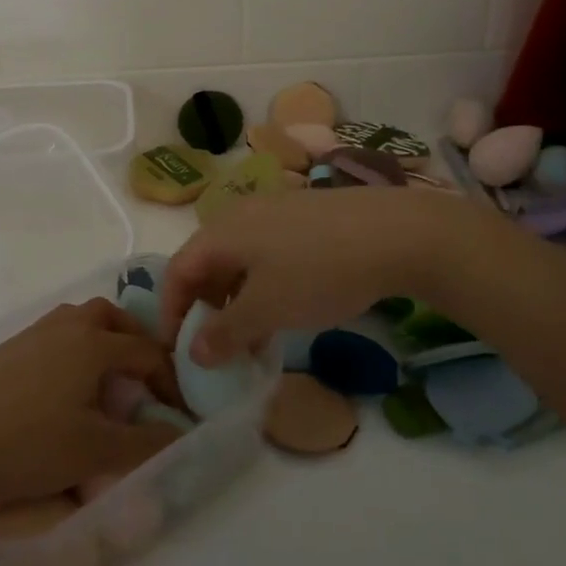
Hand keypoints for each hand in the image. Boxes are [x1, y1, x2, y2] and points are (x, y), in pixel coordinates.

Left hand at [0, 299, 183, 508]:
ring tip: (107, 381)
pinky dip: (75, 349)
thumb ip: (145, 444)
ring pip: (81, 320)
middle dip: (136, 342)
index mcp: (94, 343)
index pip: (147, 351)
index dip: (169, 381)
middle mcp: (67, 325)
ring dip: (103, 341)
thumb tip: (181, 435)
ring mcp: (34, 332)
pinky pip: (56, 334)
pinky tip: (65, 388)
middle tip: (144, 379)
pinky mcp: (10, 348)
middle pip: (113, 317)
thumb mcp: (95, 451)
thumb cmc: (28, 444)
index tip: (177, 413)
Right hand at [161, 188, 474, 364]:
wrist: (394, 232)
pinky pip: (265, 254)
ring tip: (253, 339)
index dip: (171, 312)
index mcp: (221, 231)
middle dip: (205, 309)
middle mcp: (239, 215)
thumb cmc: (318, 271)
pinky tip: (285, 310)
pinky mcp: (302, 218)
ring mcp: (273, 212)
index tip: (178, 352)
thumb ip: (226, 333)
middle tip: (217, 349)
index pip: (177, 271)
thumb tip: (194, 353)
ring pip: (238, 261)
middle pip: (206, 263)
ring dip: (236, 301)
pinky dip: (261, 286)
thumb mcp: (268, 309)